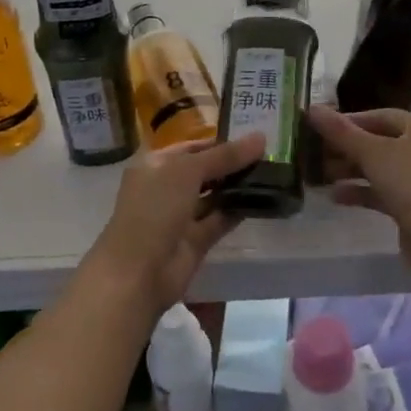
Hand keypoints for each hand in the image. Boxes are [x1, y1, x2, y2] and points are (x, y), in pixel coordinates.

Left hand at [81, 133, 263, 316]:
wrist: (137, 273)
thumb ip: (225, 156)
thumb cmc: (155, 209)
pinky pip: (220, 219)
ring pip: (213, 196)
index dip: (221, 141)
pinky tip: (264, 199)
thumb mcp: (187, 172)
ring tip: (273, 174)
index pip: (192, 147)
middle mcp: (166, 187)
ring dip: (238, 186)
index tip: (255, 137)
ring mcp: (180, 215)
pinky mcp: (195, 241)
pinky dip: (238, 210)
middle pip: (205, 170)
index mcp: (156, 165)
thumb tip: (261, 137)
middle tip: (271, 155)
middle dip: (233, 164)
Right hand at [306, 107, 410, 277]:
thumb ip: (340, 132)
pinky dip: (361, 192)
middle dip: (347, 149)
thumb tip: (312, 108)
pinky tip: (336, 197)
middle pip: (379, 143)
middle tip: (317, 154)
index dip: (352, 121)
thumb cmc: (408, 182)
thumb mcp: (371, 152)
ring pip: (379, 169)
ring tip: (321, 176)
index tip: (324, 128)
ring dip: (351, 171)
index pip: (381, 116)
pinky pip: (382, 192)